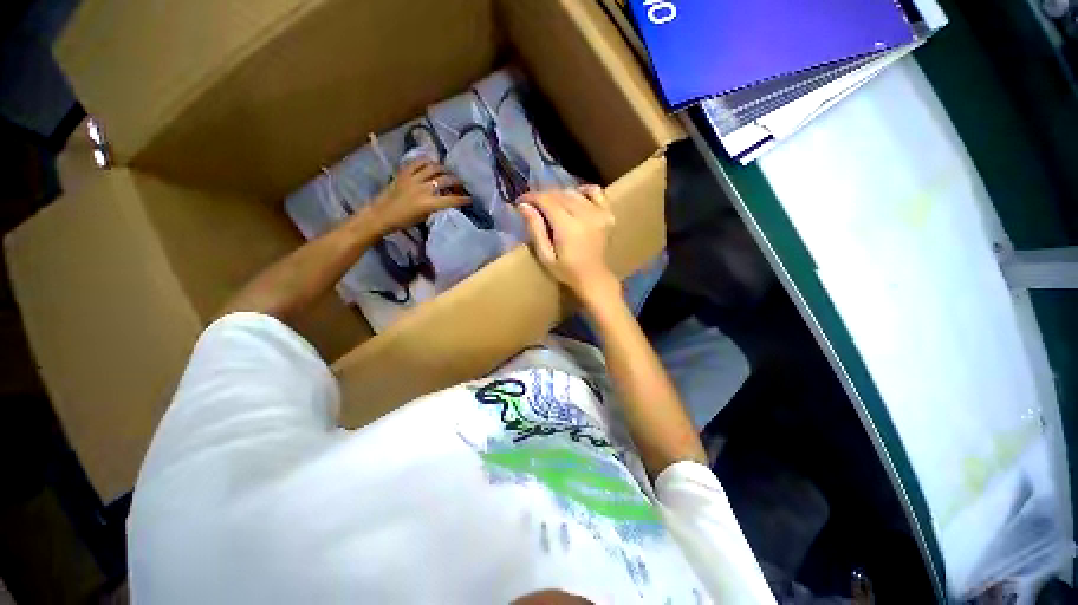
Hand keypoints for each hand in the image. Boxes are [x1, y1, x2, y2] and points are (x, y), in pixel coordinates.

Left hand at [371, 160, 468, 230]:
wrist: (381, 214)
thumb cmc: (403, 221)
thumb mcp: (424, 217)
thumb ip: (436, 207)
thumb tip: (446, 200)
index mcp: (428, 203)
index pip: (451, 200)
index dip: (463, 199)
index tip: (470, 199)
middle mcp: (423, 189)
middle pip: (445, 180)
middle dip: (456, 181)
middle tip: (461, 183)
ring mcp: (412, 178)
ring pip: (433, 168)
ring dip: (443, 169)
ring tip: (448, 171)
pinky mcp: (403, 172)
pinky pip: (417, 162)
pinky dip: (426, 161)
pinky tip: (432, 162)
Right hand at [517, 185, 618, 302]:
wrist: (594, 278)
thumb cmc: (566, 271)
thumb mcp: (545, 256)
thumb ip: (535, 230)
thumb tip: (523, 206)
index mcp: (568, 227)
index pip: (547, 201)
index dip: (531, 197)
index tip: (521, 201)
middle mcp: (585, 215)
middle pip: (559, 194)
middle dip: (542, 196)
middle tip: (533, 205)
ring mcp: (599, 213)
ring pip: (573, 192)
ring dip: (559, 195)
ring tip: (550, 205)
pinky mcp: (608, 213)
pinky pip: (596, 192)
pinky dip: (583, 191)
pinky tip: (575, 198)